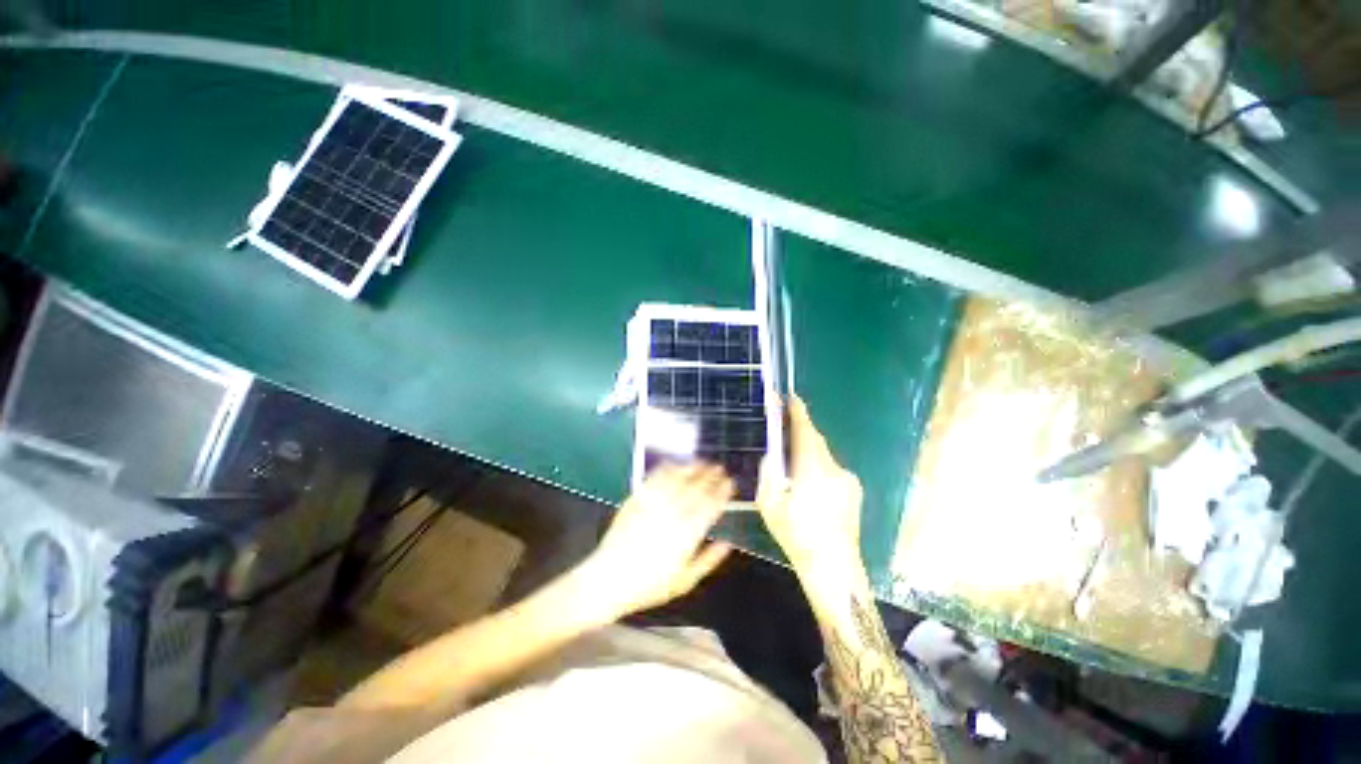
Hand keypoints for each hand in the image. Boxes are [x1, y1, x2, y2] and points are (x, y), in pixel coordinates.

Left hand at [580, 464, 733, 619]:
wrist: (609, 579)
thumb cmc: (649, 585)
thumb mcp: (685, 581)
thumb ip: (709, 560)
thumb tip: (727, 544)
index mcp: (688, 533)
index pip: (711, 505)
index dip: (722, 492)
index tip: (730, 483)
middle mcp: (673, 512)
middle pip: (697, 487)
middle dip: (711, 475)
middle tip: (720, 468)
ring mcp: (654, 503)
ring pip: (678, 478)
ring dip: (692, 468)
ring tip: (702, 463)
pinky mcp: (637, 498)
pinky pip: (655, 478)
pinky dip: (667, 469)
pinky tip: (674, 465)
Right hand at [756, 397, 864, 587]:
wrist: (835, 568)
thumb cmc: (796, 536)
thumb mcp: (768, 505)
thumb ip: (768, 473)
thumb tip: (772, 454)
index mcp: (811, 470)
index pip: (805, 431)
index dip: (797, 411)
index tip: (789, 396)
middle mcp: (833, 468)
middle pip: (815, 439)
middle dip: (800, 430)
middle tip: (783, 427)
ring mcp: (847, 479)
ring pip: (823, 454)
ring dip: (808, 451)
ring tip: (793, 466)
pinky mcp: (854, 489)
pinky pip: (831, 468)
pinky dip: (818, 467)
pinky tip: (810, 487)